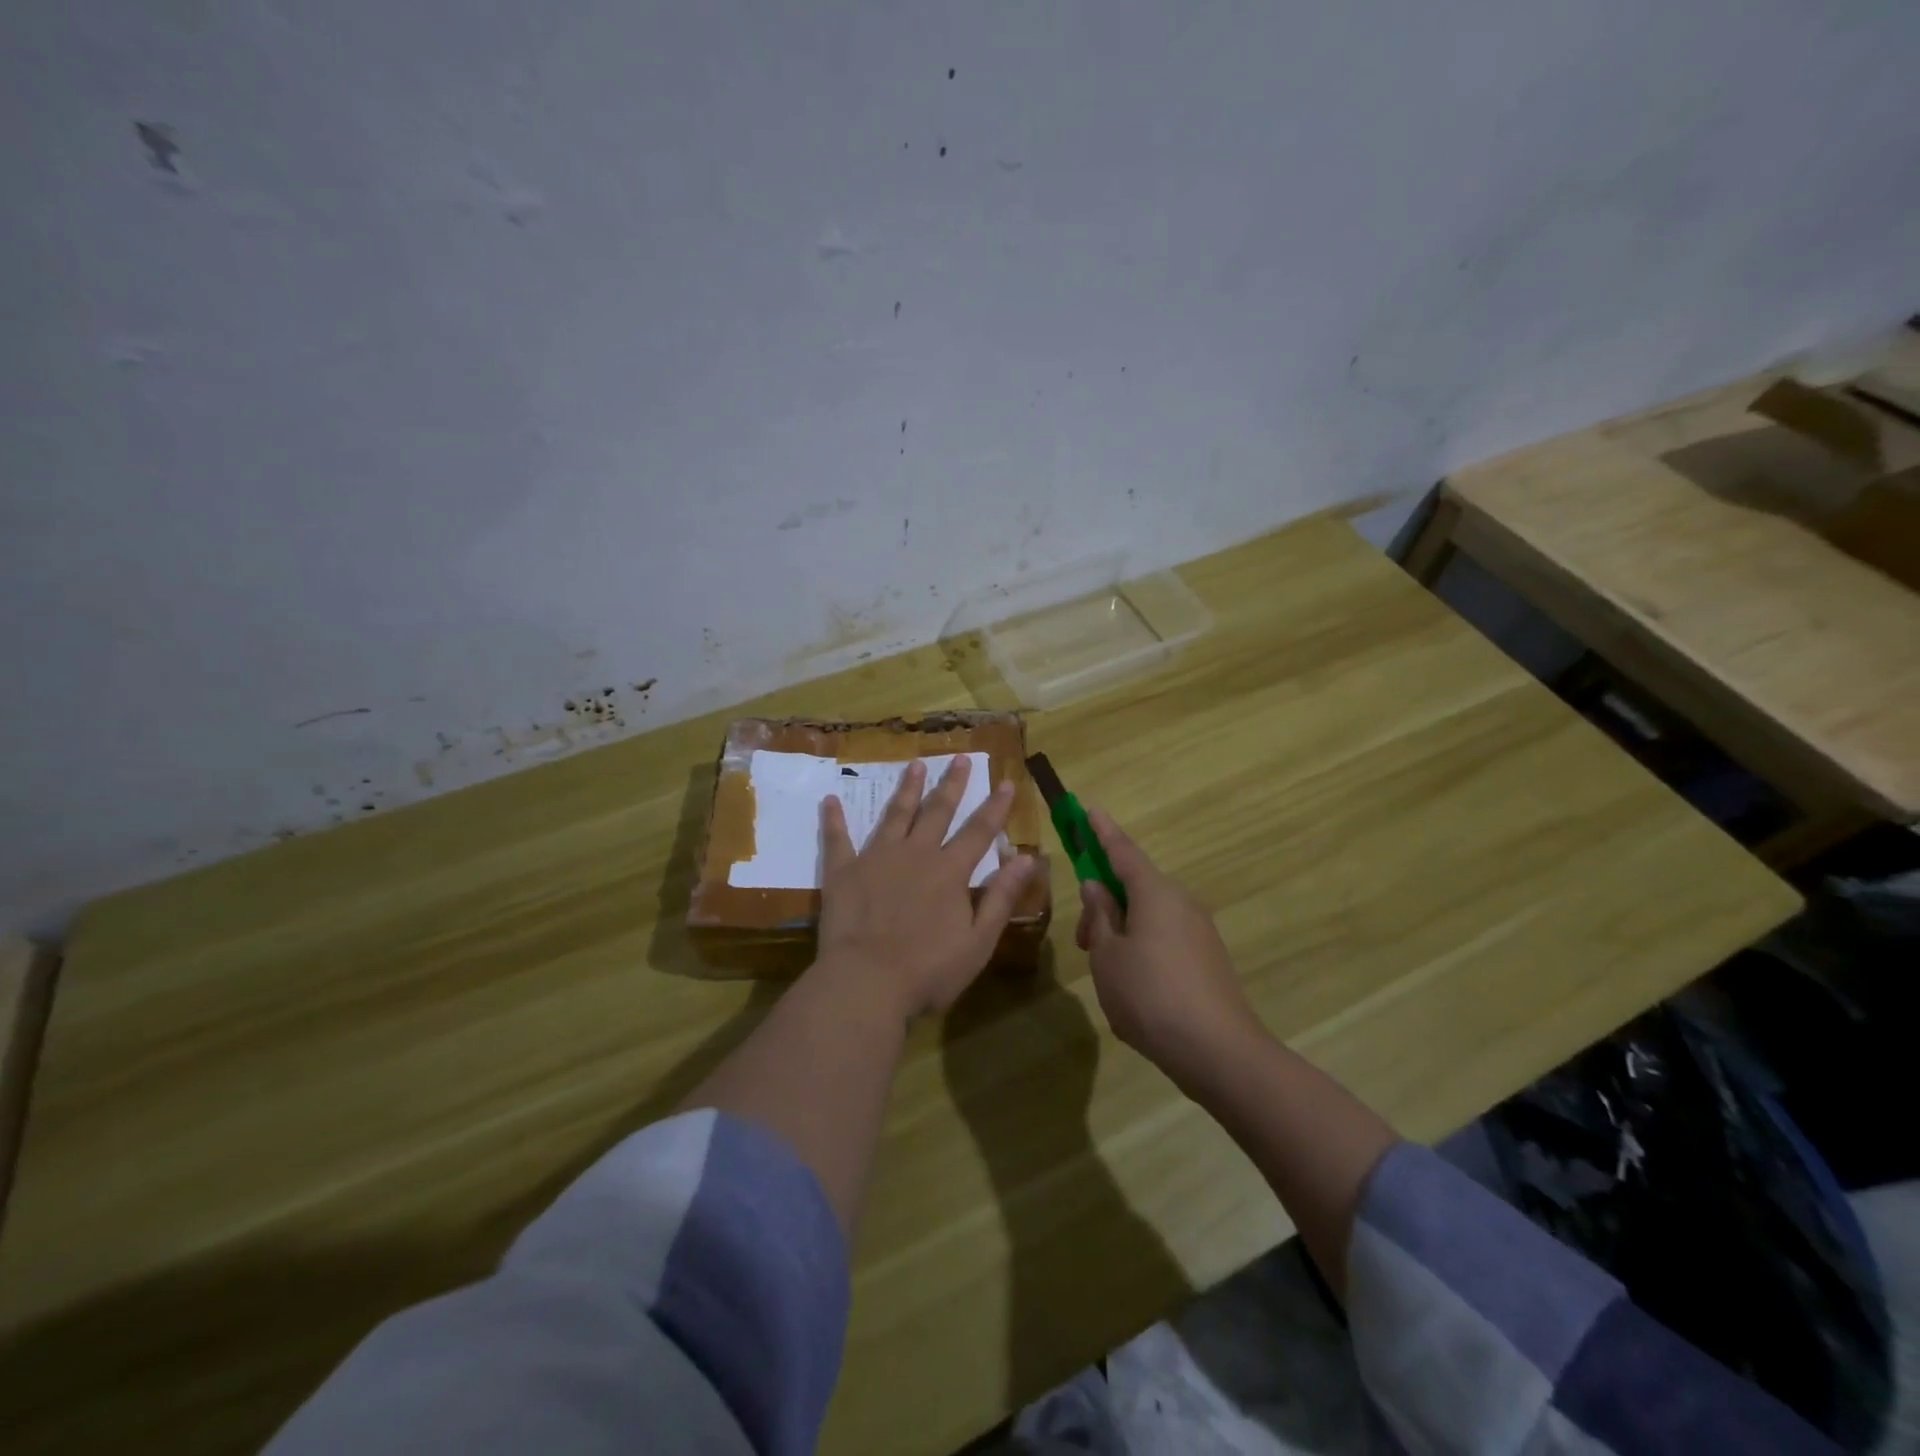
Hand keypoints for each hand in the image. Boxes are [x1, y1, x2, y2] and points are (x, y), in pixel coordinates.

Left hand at [816, 756, 1037, 1020]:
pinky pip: (838, 840)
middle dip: (951, 784)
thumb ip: (1001, 896)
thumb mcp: (979, 940)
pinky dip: (834, 820)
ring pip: (895, 815)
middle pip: (937, 812)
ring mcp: (876, 859)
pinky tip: (830, 800)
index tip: (1006, 782)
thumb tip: (1026, 857)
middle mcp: (915, 854)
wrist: (866, 982)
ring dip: (907, 789)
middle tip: (958, 758)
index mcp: (949, 872)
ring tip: (915, 765)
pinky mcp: (843, 872)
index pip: (978, 832)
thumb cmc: (929, 970)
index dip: (995, 807)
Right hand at [1075, 808, 1258, 1088]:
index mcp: (1155, 892)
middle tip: (1081, 941)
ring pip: (1149, 915)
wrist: (1218, 1051)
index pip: (1122, 851)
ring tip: (1104, 971)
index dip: (1102, 832)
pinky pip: (1165, 937)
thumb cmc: (1150, 995)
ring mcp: (1199, 930)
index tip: (1089, 810)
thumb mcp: (1107, 956)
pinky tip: (1132, 985)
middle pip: (1135, 887)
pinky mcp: (1208, 958)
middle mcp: (1181, 902)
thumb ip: (1099, 917)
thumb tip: (1096, 888)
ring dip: (1121, 930)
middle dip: (1104, 904)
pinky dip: (1142, 947)